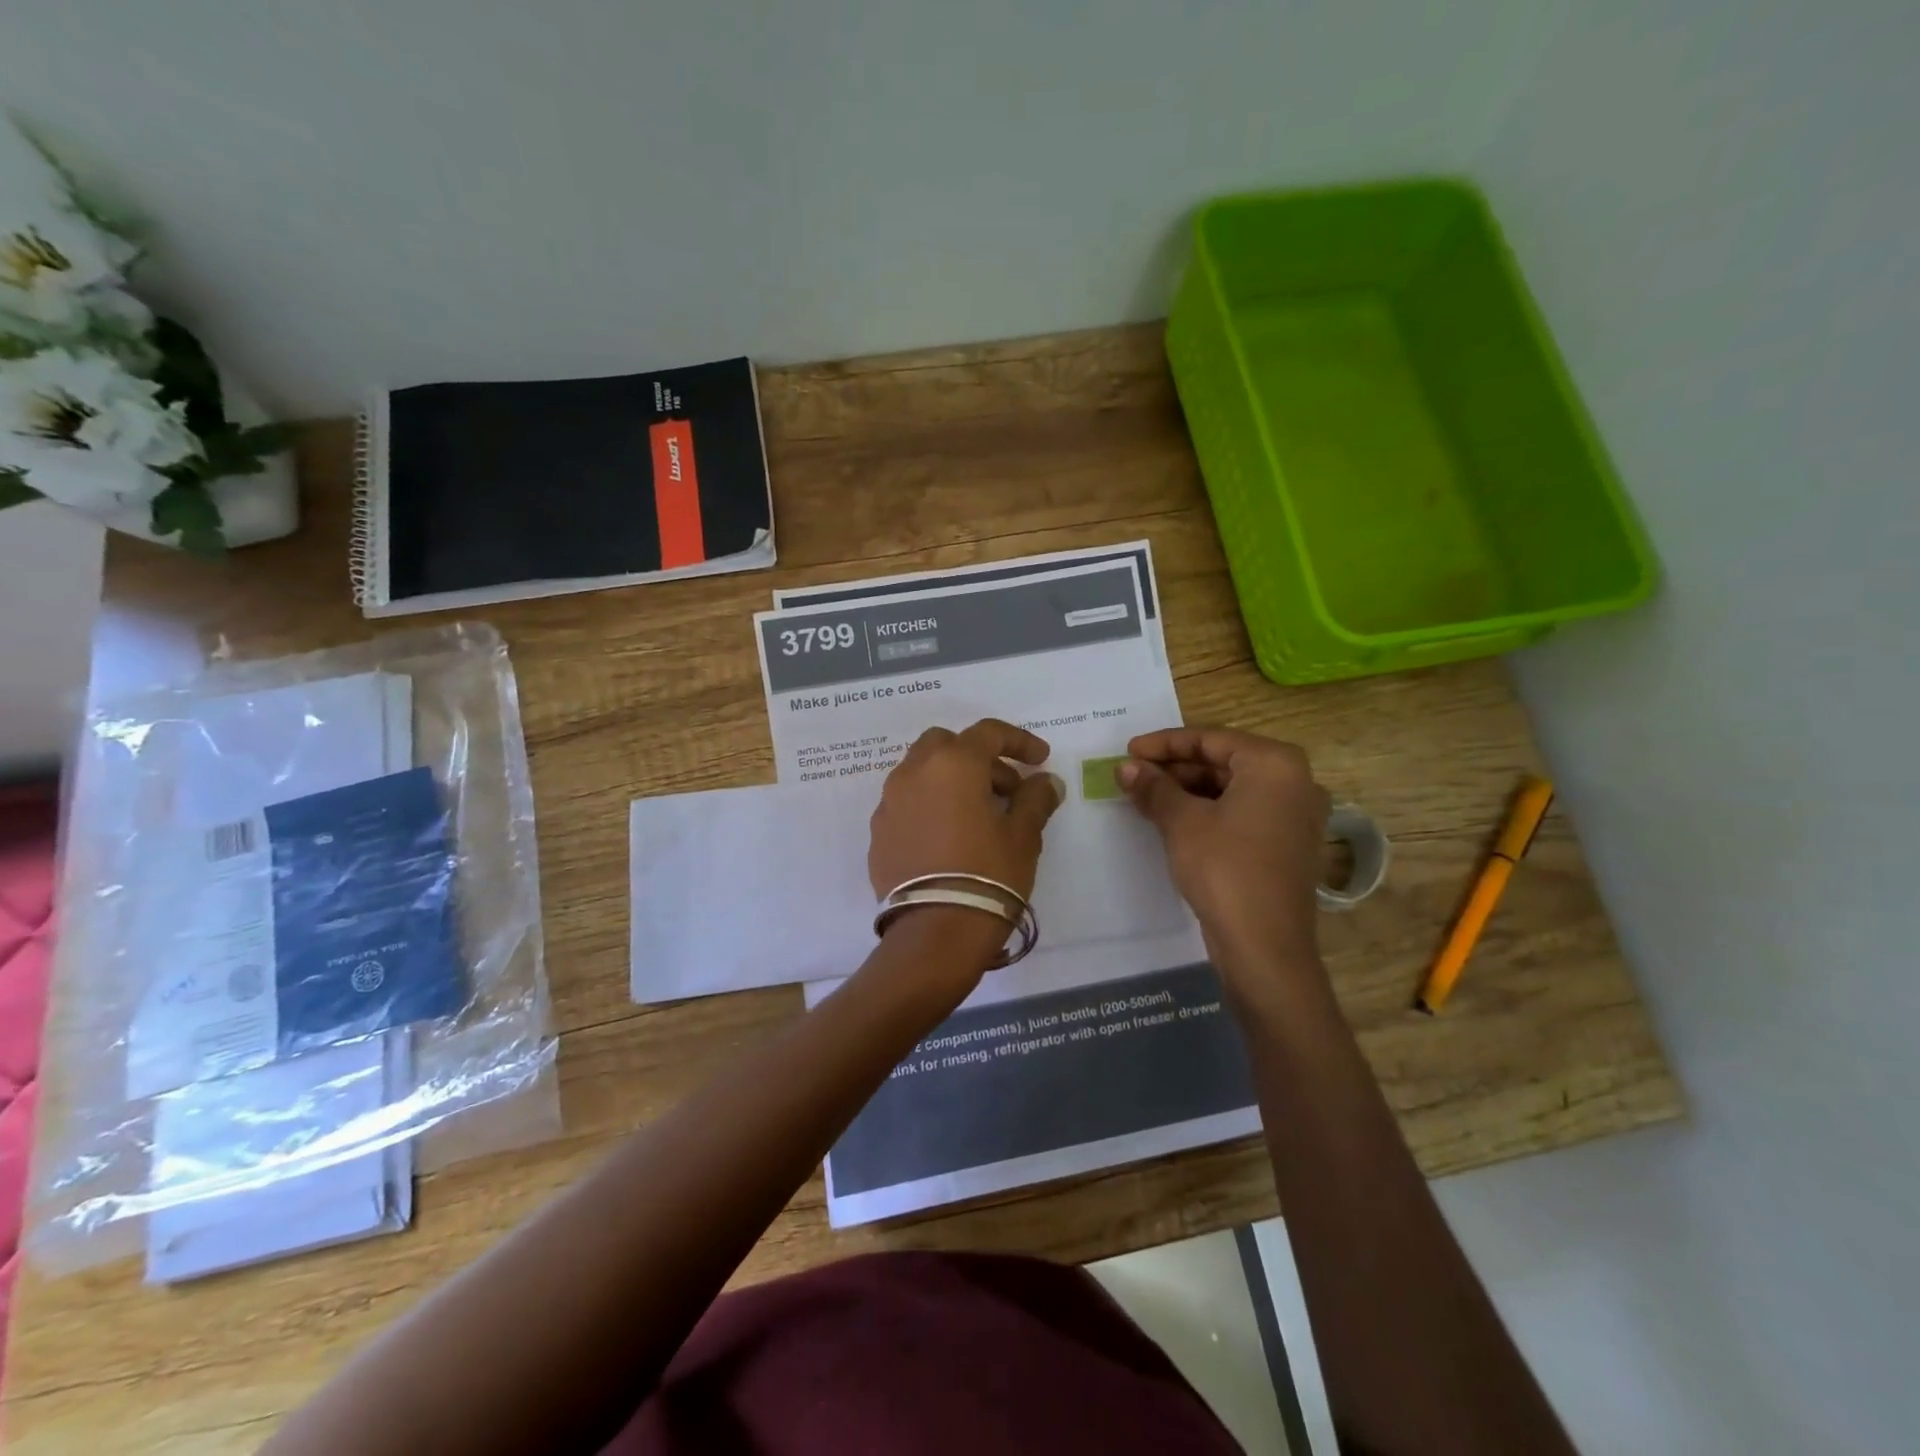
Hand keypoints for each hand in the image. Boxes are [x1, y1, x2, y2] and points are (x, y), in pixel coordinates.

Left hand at [869, 717, 1063, 934]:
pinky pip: (906, 803)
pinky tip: (949, 838)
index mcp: (953, 764)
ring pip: (921, 772)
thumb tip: (1045, 782)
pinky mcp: (878, 832)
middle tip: (1004, 789)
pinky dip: (929, 806)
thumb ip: (1035, 799)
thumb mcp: (1023, 836)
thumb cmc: (988, 874)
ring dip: (950, 780)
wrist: (935, 932)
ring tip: (977, 815)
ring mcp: (890, 802)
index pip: (988, 733)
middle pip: (946, 744)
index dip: (1019, 741)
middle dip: (977, 758)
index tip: (1040, 760)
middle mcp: (914, 772)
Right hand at [1119, 727, 1330, 973]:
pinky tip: (1172, 819)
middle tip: (1133, 775)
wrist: (1264, 946)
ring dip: (1187, 789)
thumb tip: (1125, 767)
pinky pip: (1242, 811)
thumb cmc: (1225, 869)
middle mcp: (1294, 781)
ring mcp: (1294, 814)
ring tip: (1145, 796)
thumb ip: (1154, 788)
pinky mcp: (1286, 842)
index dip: (1164, 743)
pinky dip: (1207, 810)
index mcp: (1275, 764)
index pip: (1211, 738)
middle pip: (1223, 760)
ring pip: (1231, 787)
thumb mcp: (1182, 823)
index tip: (1128, 751)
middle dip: (1175, 767)